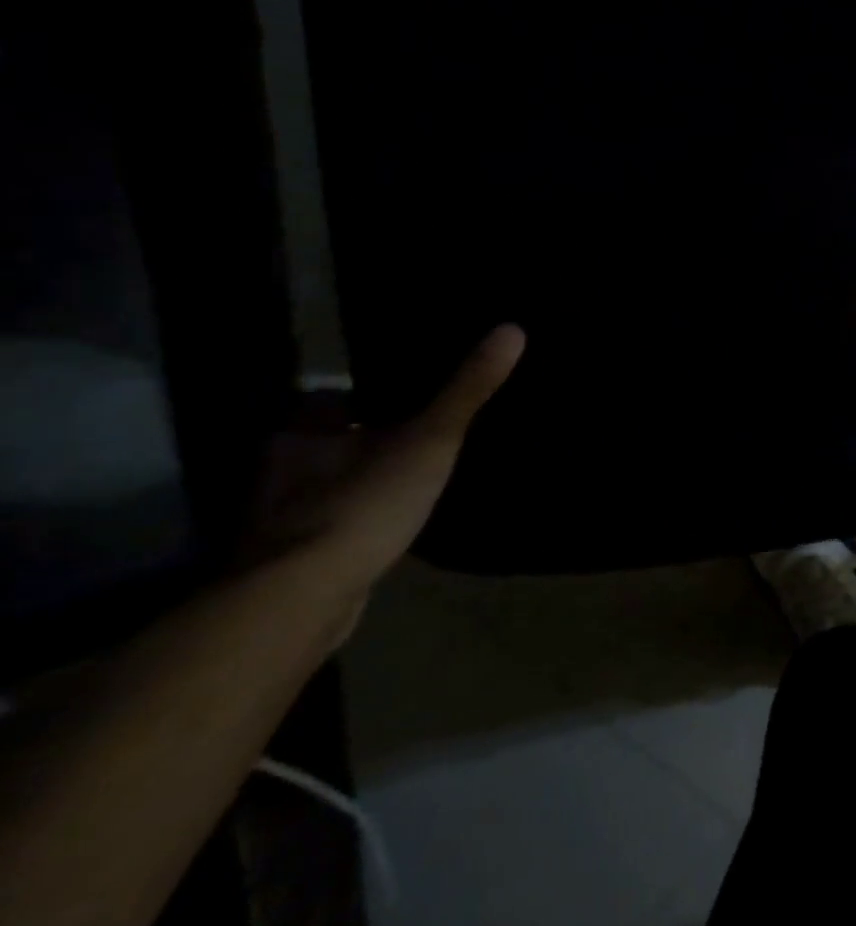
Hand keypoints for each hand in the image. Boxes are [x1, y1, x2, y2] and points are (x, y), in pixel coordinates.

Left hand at [255, 325, 524, 611]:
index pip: (326, 402)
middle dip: (354, 444)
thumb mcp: (430, 439)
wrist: (303, 596)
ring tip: (398, 486)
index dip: (357, 399)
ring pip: (319, 489)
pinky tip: (378, 533)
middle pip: (320, 446)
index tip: (394, 398)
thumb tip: (512, 329)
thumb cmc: (363, 502)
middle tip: (405, 442)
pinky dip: (346, 527)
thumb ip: (467, 390)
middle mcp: (278, 472)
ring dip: (349, 487)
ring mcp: (275, 521)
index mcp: (303, 435)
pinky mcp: (284, 563)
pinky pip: (322, 530)